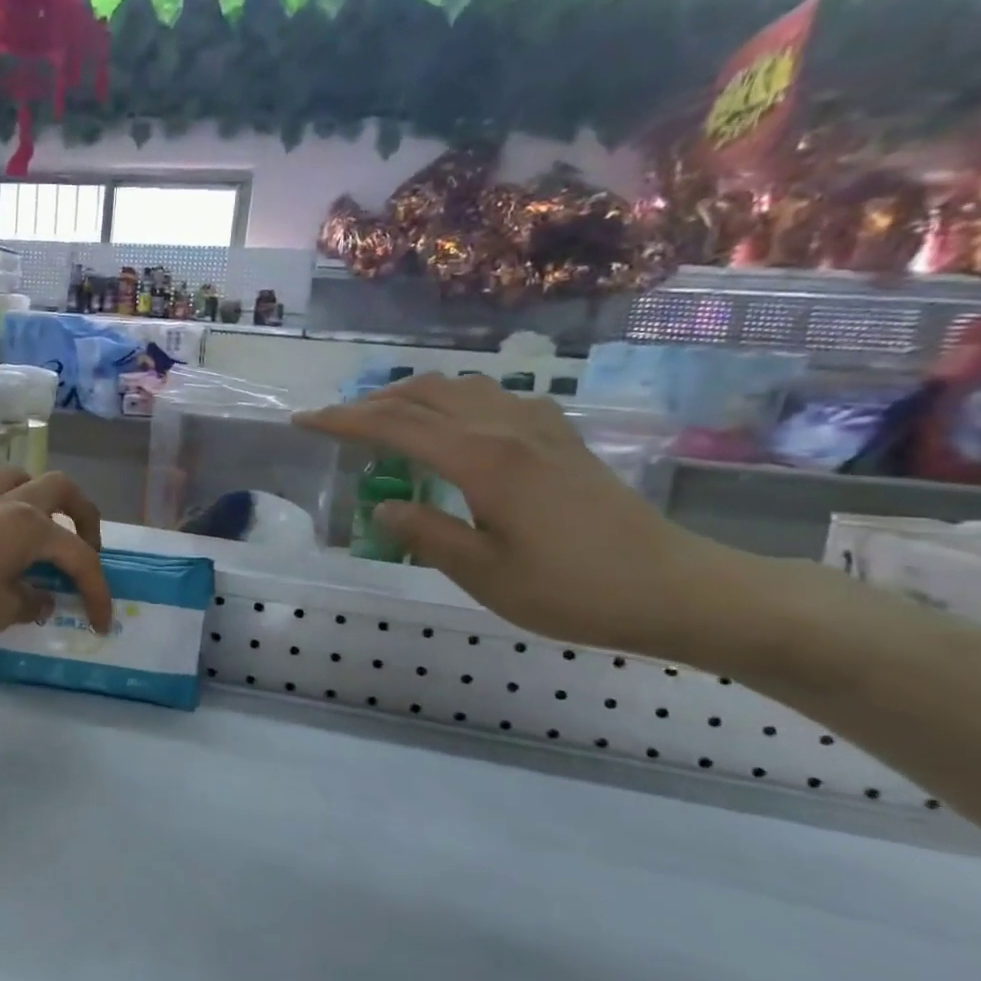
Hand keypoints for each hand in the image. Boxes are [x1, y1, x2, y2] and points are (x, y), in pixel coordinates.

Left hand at [0, 469, 111, 646]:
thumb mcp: (2, 611)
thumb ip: (33, 601)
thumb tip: (43, 597)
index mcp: (30, 526)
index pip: (78, 556)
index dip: (97, 591)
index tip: (101, 623)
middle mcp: (10, 502)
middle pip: (62, 489)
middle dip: (85, 517)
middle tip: (87, 550)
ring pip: (25, 478)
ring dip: (46, 500)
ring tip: (47, 532)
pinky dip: (13, 506)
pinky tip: (6, 539)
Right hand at [296, 374, 722, 655]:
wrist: (677, 588)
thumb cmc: (576, 591)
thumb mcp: (486, 576)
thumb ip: (427, 534)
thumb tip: (384, 504)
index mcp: (483, 460)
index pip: (395, 426)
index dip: (343, 421)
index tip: (303, 421)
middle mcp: (506, 429)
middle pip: (423, 395)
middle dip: (369, 404)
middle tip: (333, 423)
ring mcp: (538, 428)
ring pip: (458, 388)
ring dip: (410, 396)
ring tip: (382, 418)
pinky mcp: (559, 438)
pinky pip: (491, 398)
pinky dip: (452, 400)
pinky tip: (451, 424)